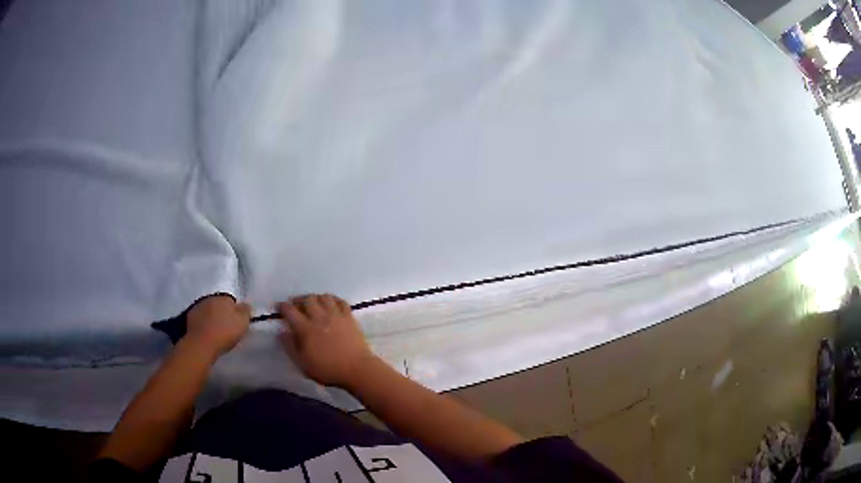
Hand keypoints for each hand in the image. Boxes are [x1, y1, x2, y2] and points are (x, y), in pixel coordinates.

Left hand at [185, 295, 251, 356]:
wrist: (201, 343)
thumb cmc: (224, 333)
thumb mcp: (243, 323)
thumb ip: (246, 311)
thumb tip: (246, 304)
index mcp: (224, 298)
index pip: (232, 301)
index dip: (235, 311)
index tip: (236, 321)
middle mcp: (210, 298)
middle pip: (219, 304)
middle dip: (222, 312)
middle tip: (226, 326)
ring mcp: (198, 306)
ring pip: (208, 310)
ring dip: (212, 316)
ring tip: (215, 330)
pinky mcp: (189, 316)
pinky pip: (199, 317)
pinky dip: (203, 322)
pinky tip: (206, 331)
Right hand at [278, 294, 375, 387]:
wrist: (357, 369)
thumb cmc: (328, 370)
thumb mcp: (303, 364)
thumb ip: (290, 346)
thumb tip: (281, 332)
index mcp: (306, 329)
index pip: (290, 311)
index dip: (282, 306)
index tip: (279, 306)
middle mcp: (320, 318)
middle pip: (307, 299)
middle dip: (298, 299)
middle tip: (296, 304)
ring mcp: (336, 315)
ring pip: (324, 297)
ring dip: (315, 297)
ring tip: (313, 303)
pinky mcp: (349, 317)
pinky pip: (340, 301)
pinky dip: (333, 299)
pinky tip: (331, 303)